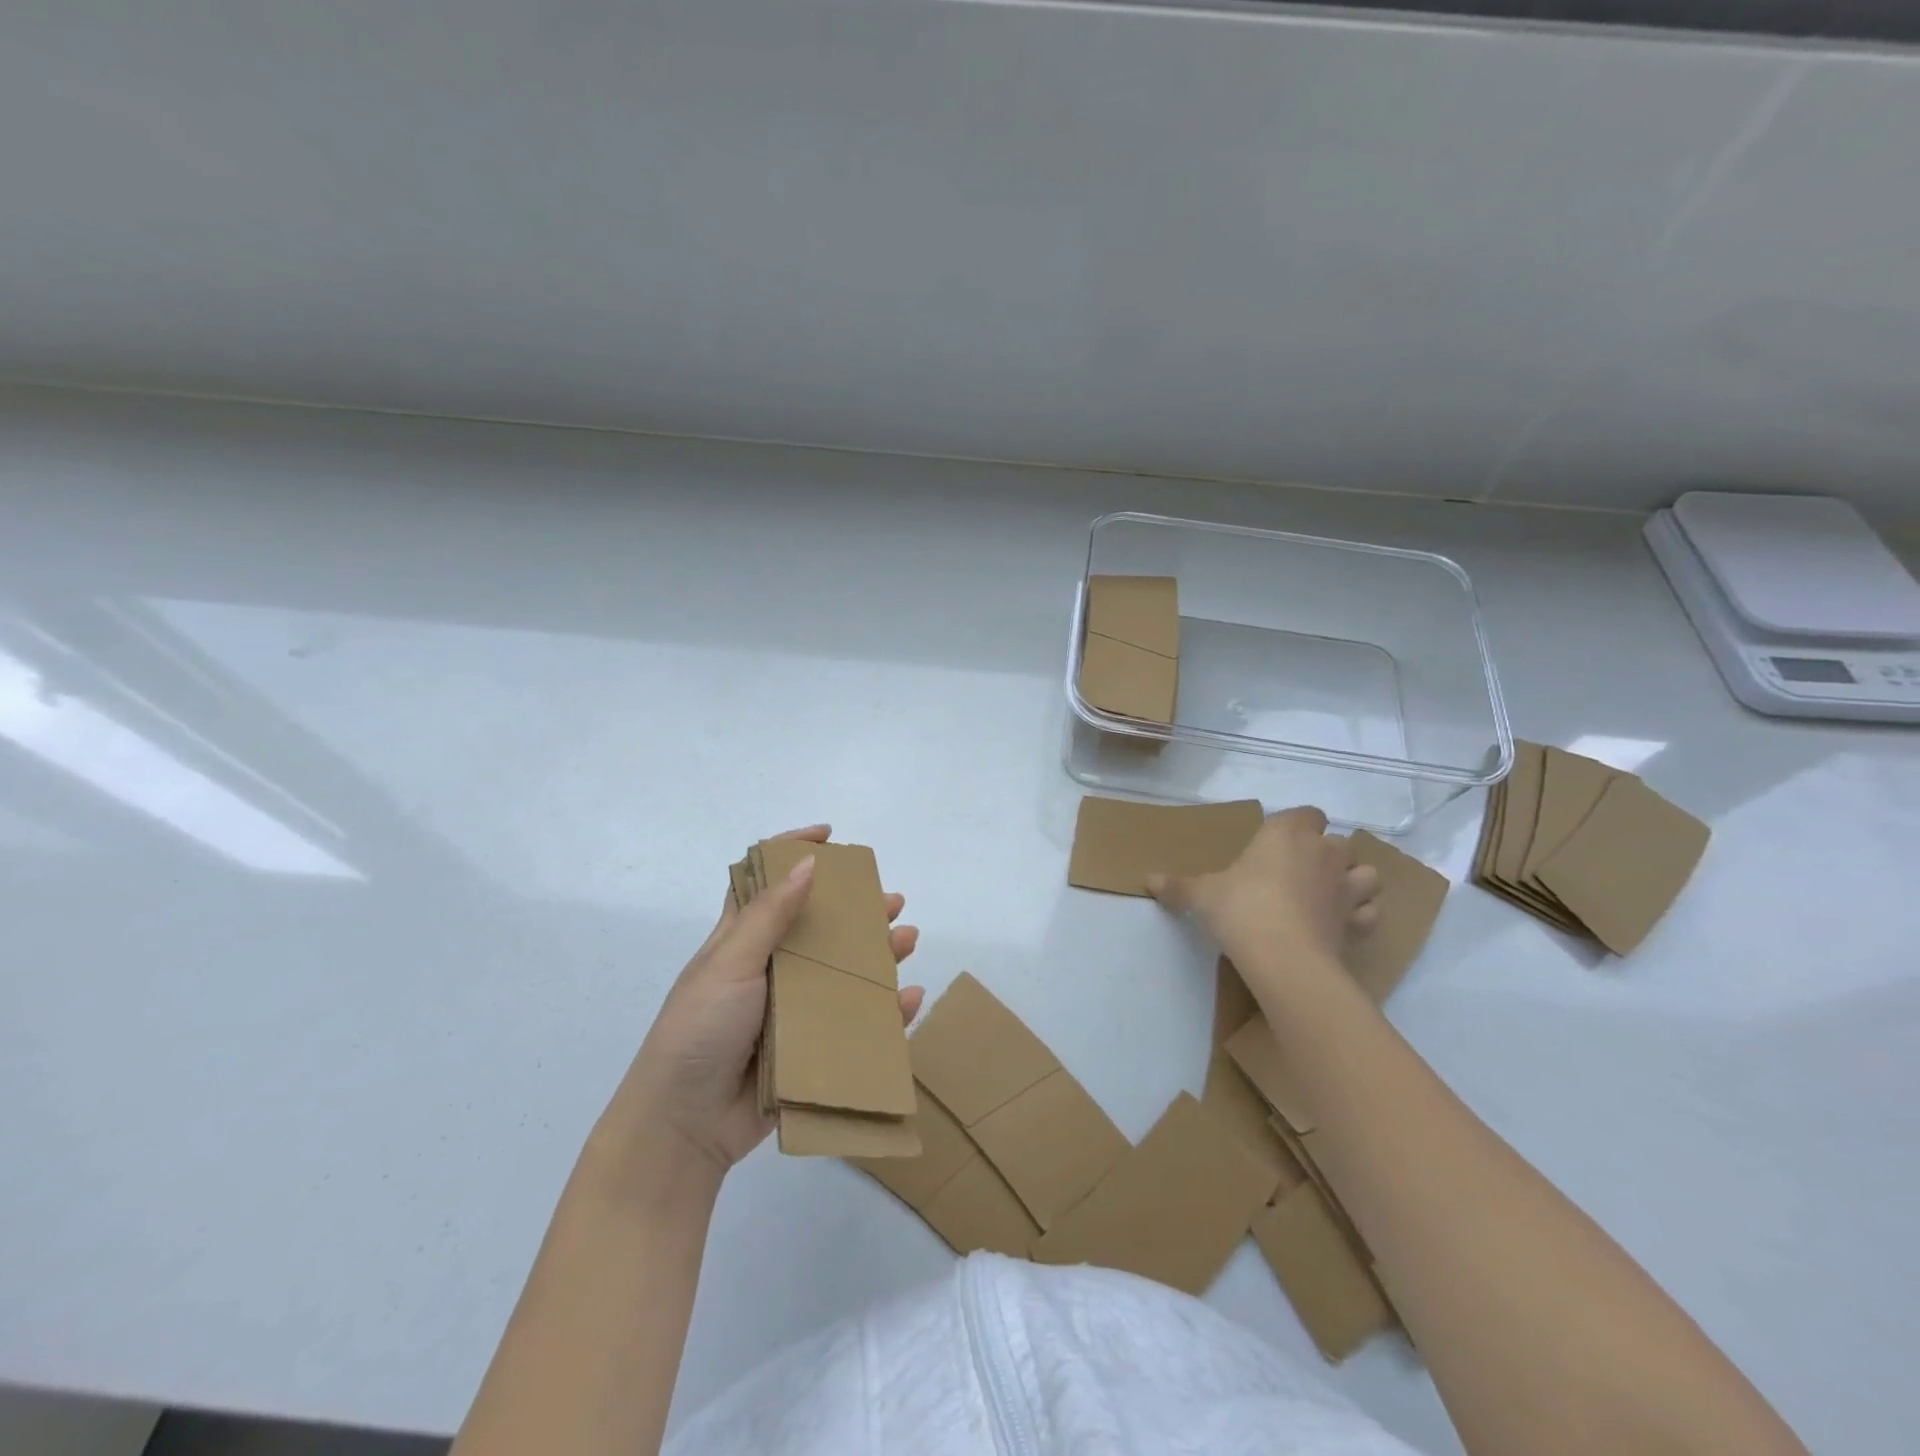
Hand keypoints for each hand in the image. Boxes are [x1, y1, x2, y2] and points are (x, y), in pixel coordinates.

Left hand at [618, 825, 922, 1173]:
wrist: (685, 1126)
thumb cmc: (698, 1031)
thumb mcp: (729, 964)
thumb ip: (769, 916)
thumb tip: (808, 864)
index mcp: (741, 940)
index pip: (766, 882)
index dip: (793, 851)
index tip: (830, 836)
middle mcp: (769, 968)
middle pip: (819, 926)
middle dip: (856, 909)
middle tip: (891, 901)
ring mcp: (791, 1009)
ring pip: (843, 971)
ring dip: (878, 954)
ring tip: (908, 939)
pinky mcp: (809, 1048)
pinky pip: (855, 1023)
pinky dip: (885, 1011)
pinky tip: (908, 998)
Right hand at [1147, 806, 1379, 968]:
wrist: (1283, 956)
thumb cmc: (1240, 908)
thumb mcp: (1201, 895)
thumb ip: (1179, 886)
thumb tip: (1148, 880)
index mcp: (1286, 835)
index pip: (1306, 813)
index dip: (1297, 825)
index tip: (1277, 842)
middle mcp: (1323, 853)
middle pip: (1337, 841)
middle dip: (1324, 853)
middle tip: (1297, 872)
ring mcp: (1346, 888)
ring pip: (1367, 873)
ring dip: (1354, 880)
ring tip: (1330, 894)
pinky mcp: (1358, 923)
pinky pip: (1370, 912)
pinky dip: (1361, 916)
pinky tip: (1342, 925)